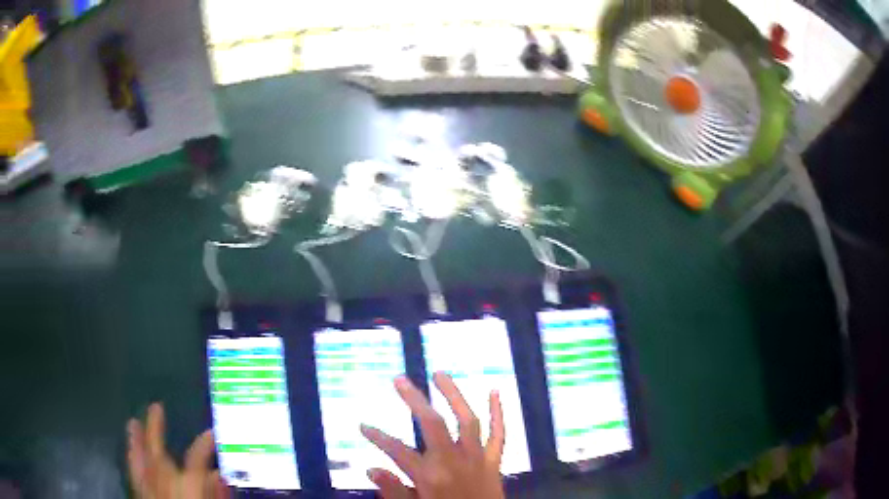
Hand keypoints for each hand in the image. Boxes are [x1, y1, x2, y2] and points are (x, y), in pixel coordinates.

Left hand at [126, 402, 228, 498]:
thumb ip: (218, 496)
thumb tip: (221, 475)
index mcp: (187, 491)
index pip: (196, 462)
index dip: (204, 444)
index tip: (212, 433)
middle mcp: (163, 487)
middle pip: (157, 455)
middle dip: (155, 429)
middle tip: (155, 406)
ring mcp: (150, 493)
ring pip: (139, 462)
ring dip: (136, 442)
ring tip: (132, 422)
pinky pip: (134, 476)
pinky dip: (131, 461)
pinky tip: (129, 451)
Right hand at [361, 372, 505, 498]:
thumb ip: (393, 491)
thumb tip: (371, 468)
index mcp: (430, 477)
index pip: (397, 450)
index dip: (377, 437)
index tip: (363, 426)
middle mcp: (454, 462)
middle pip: (433, 424)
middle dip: (414, 400)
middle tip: (399, 379)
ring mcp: (478, 459)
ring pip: (468, 420)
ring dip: (454, 395)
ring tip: (440, 374)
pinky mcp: (495, 462)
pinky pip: (500, 433)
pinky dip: (499, 412)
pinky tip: (494, 391)